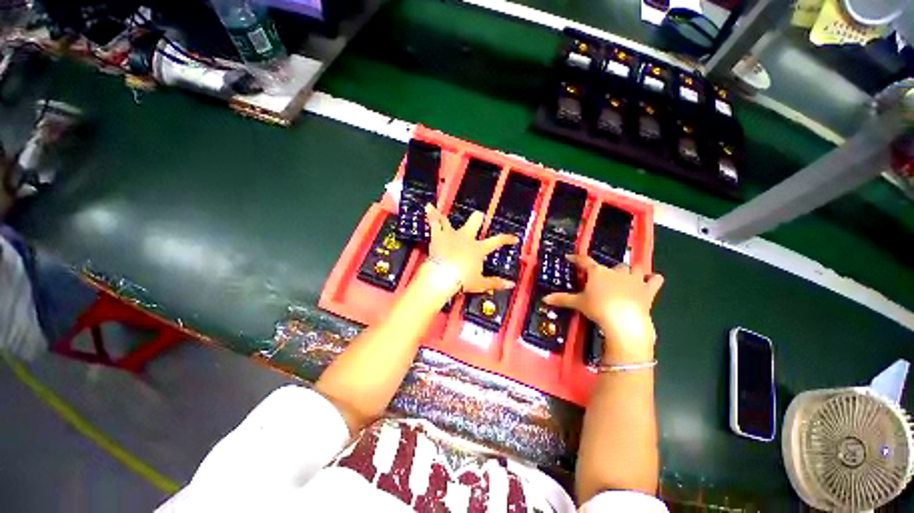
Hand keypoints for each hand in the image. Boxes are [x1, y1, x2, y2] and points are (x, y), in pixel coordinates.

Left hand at [424, 204, 517, 293]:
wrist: (443, 276)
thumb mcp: (480, 284)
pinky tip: (428, 206)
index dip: (507, 239)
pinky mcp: (438, 235)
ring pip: (451, 220)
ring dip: (447, 217)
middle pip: (475, 222)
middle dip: (477, 219)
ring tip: (442, 211)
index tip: (514, 238)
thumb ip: (496, 282)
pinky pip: (434, 222)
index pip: (497, 241)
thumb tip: (511, 284)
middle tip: (478, 218)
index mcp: (478, 249)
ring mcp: (452, 235)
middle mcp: (466, 238)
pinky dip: (431, 214)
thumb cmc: (462, 280)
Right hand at [544, 255, 662, 363]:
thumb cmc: (598, 308)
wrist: (624, 321)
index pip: (585, 261)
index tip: (570, 257)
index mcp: (598, 272)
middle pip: (614, 265)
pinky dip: (653, 280)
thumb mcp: (578, 303)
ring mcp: (634, 280)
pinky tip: (651, 282)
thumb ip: (562, 299)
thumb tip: (543, 299)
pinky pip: (655, 280)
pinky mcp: (648, 290)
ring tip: (629, 277)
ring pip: (636, 268)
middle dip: (610, 270)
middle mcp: (616, 272)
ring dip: (633, 271)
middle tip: (604, 279)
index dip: (577, 258)